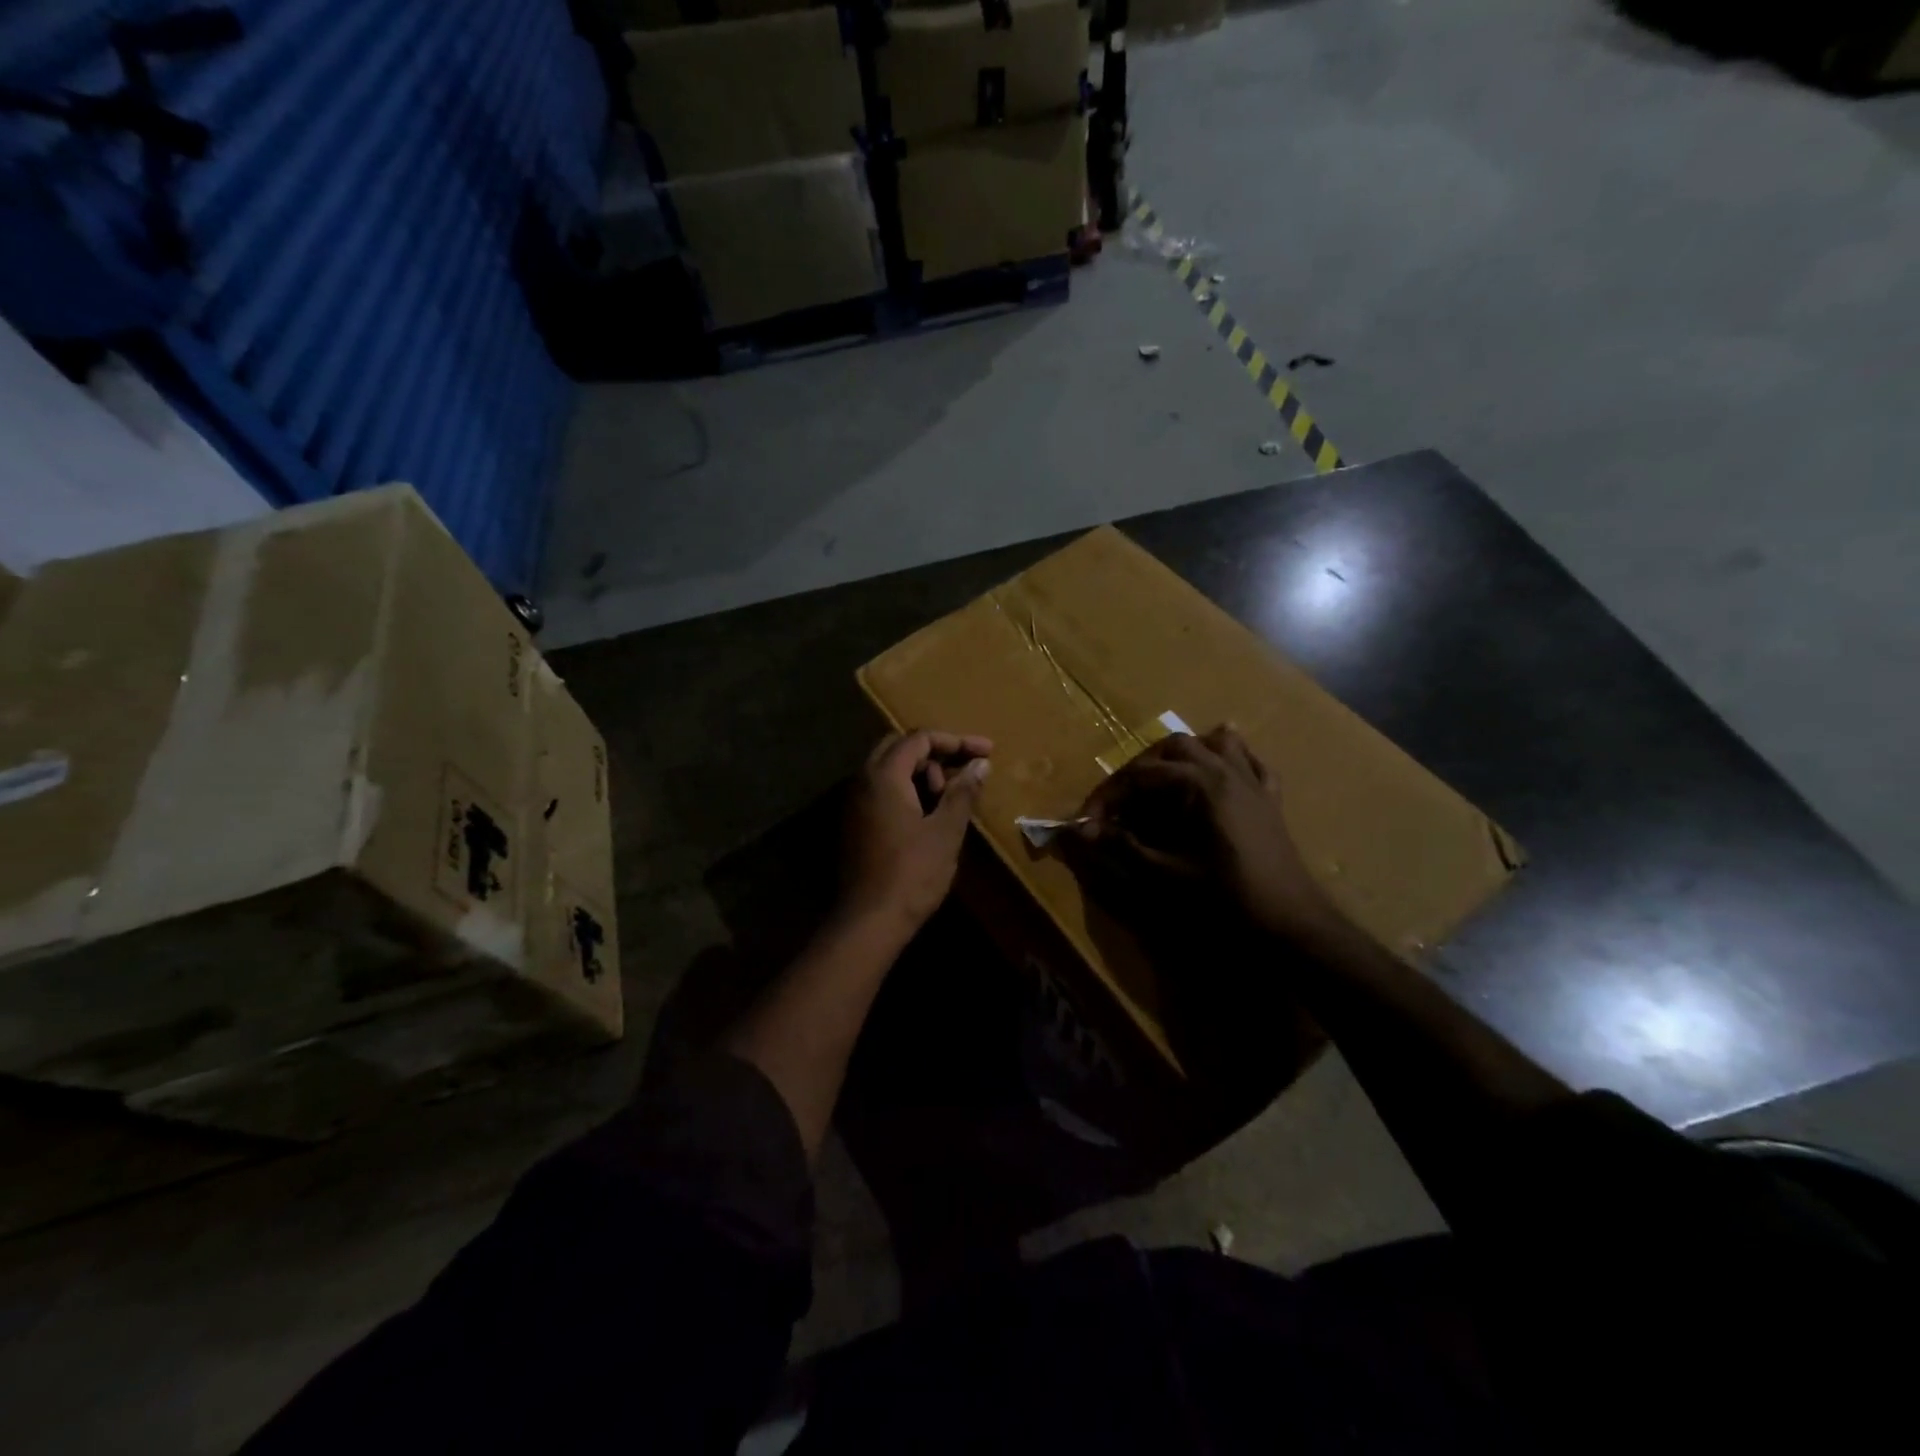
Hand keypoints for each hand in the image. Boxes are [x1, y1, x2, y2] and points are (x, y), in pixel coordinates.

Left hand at [840, 730, 992, 932]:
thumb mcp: (946, 830)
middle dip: (936, 753)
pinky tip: (929, 814)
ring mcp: (854, 803)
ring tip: (948, 799)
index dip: (956, 741)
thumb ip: (963, 792)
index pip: (919, 738)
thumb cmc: (912, 873)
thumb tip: (980, 764)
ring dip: (922, 774)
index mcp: (883, 776)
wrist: (869, 920)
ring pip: (890, 770)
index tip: (986, 752)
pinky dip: (908, 791)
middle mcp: (862, 781)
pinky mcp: (855, 823)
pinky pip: (882, 791)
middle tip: (964, 772)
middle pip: (900, 747)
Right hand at [1075, 725, 1338, 946]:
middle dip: (1140, 768)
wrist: (1291, 924)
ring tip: (1162, 778)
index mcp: (1200, 784)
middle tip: (1121, 801)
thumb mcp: (1165, 873)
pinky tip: (1220, 770)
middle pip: (1174, 747)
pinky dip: (1231, 760)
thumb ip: (1122, 846)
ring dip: (1184, 755)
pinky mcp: (1270, 800)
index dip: (1108, 796)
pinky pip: (1251, 764)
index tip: (1087, 821)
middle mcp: (1226, 771)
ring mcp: (1252, 783)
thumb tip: (1082, 830)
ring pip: (1216, 744)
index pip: (1140, 775)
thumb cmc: (1225, 898)